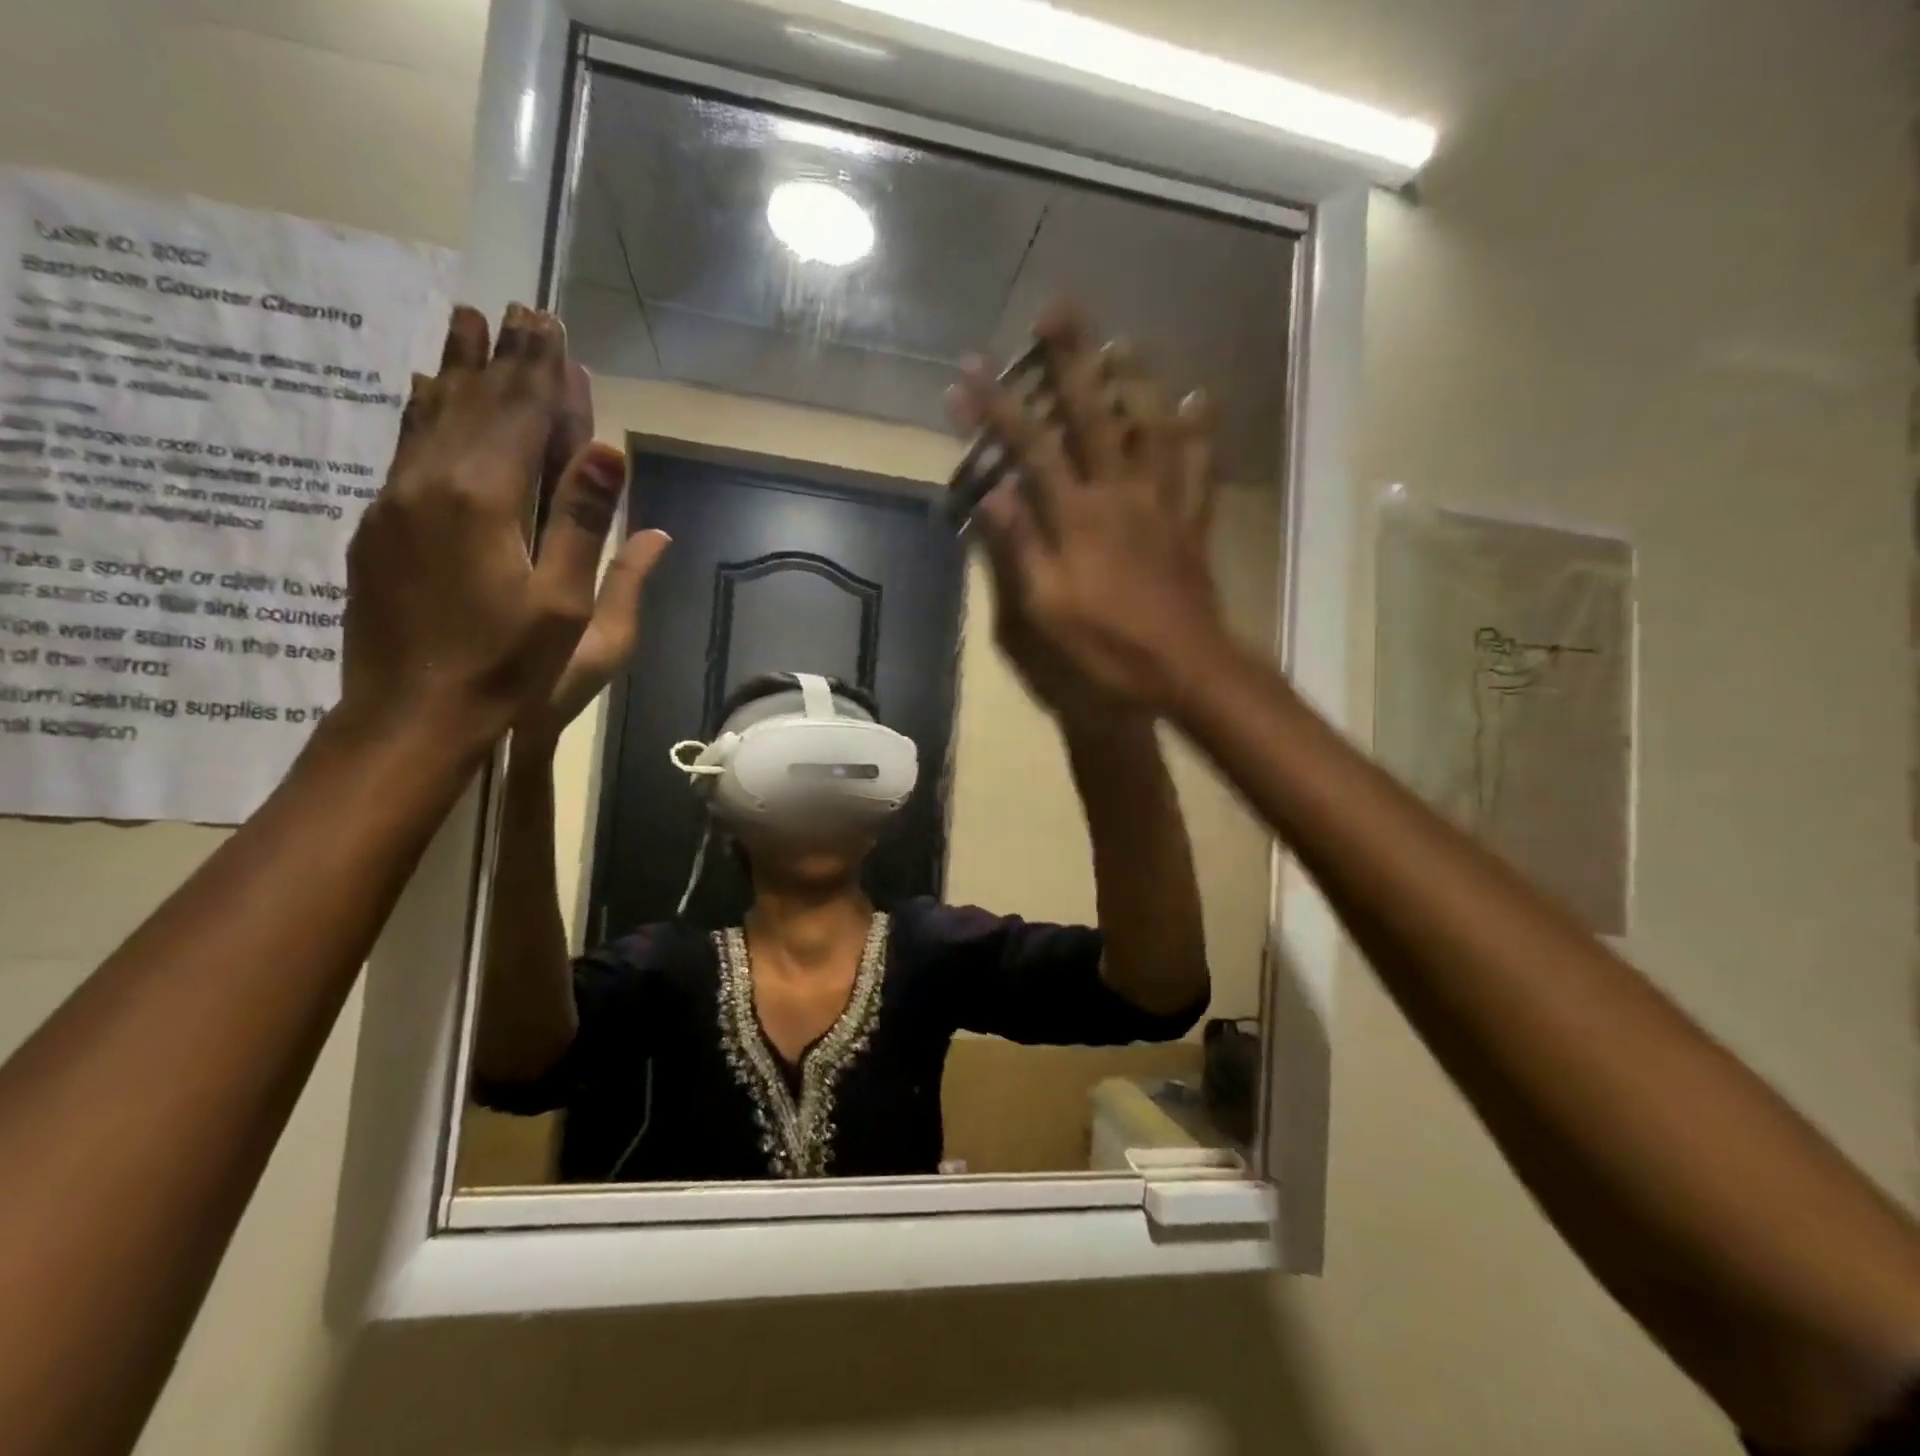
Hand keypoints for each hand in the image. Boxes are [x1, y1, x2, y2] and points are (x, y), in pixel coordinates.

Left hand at [337, 303, 642, 753]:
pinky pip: (405, 447)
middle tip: (517, 309)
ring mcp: (395, 501)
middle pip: (475, 403)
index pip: (521, 416)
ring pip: (431, 416)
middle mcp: (432, 483)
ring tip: (466, 321)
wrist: (411, 713)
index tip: (552, 325)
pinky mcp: (378, 524)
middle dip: (503, 357)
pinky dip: (423, 410)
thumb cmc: (506, 666)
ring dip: (457, 368)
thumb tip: (613, 452)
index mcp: (484, 499)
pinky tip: (424, 390)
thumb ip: (582, 523)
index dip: (542, 371)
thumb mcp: (566, 605)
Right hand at [949, 305, 1228, 713]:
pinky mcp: (1190, 521)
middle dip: (1069, 361)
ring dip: (1135, 379)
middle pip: (1093, 415)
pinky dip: (1200, 431)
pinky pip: (1199, 466)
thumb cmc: (1106, 646)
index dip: (997, 407)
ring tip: (1122, 340)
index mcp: (1077, 516)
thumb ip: (1020, 546)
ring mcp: (1161, 503)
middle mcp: (1120, 493)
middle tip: (1056, 309)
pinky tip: (1200, 399)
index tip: (967, 369)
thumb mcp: (1045, 608)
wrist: (1185, 669)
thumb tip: (994, 491)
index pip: (1030, 448)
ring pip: (1152, 426)